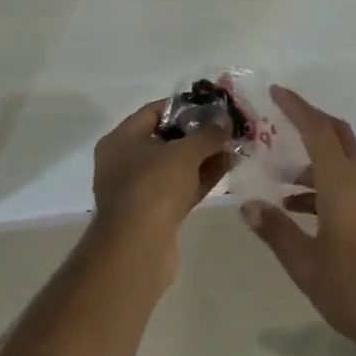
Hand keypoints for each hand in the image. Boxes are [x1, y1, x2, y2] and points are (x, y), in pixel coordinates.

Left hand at [92, 99, 233, 254]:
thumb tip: (224, 121)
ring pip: (175, 166)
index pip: (154, 111)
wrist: (138, 250)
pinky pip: (179, 187)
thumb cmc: (154, 187)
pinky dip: (200, 178)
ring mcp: (138, 190)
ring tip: (234, 146)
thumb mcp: (185, 153)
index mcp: (121, 139)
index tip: (213, 106)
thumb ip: (207, 133)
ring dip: (203, 157)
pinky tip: (227, 168)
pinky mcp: (153, 213)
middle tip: (227, 127)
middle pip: (165, 138)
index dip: (185, 106)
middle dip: (198, 133)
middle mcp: (124, 161)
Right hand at [241, 86, 355, 351]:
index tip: (276, 92)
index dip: (297, 107)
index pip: (317, 130)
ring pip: (342, 162)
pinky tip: (299, 208)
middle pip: (337, 135)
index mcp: (342, 183)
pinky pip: (348, 185)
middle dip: (311, 121)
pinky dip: (323, 184)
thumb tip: (249, 205)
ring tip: (278, 176)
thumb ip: (276, 230)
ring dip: (313, 160)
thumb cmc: (354, 288)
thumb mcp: (305, 263)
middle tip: (282, 118)